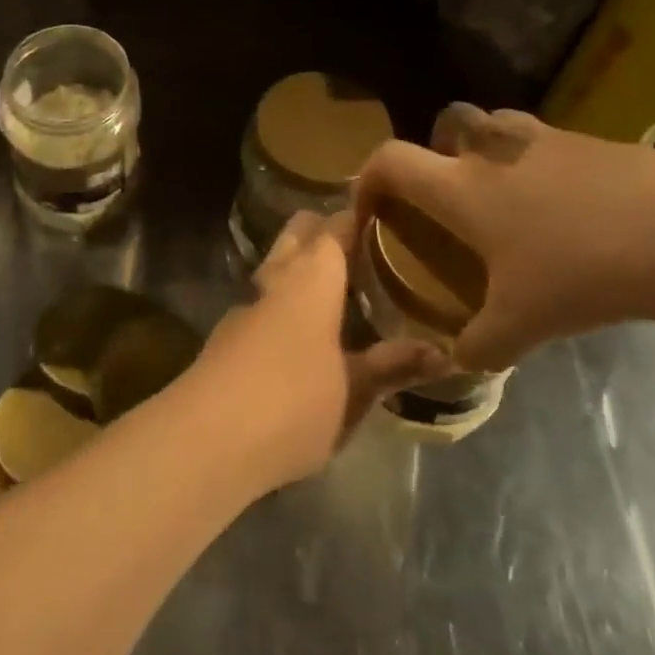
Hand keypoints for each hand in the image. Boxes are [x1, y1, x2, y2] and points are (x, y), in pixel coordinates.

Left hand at [192, 211, 448, 490]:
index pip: (335, 227)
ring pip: (275, 266)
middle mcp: (275, 278)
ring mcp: (245, 305)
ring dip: (300, 267)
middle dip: (323, 232)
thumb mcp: (355, 390)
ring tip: (338, 289)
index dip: (358, 217)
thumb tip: (446, 353)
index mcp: (311, 277)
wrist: (207, 437)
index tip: (386, 216)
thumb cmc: (294, 402)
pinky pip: (263, 302)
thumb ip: (394, 366)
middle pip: (298, 234)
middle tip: (363, 250)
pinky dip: (283, 302)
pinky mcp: (227, 335)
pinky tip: (301, 333)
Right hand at [352, 106, 654, 371]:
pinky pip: (548, 144)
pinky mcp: (593, 143)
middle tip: (450, 197)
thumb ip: (478, 346)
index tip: (371, 212)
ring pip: (497, 125)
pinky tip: (569, 211)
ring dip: (487, 149)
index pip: (390, 161)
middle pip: (446, 124)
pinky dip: (541, 166)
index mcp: (461, 187)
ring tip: (505, 197)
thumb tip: (459, 360)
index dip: (367, 179)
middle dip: (436, 151)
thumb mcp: (521, 325)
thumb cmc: (580, 270)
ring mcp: (546, 140)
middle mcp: (493, 152)